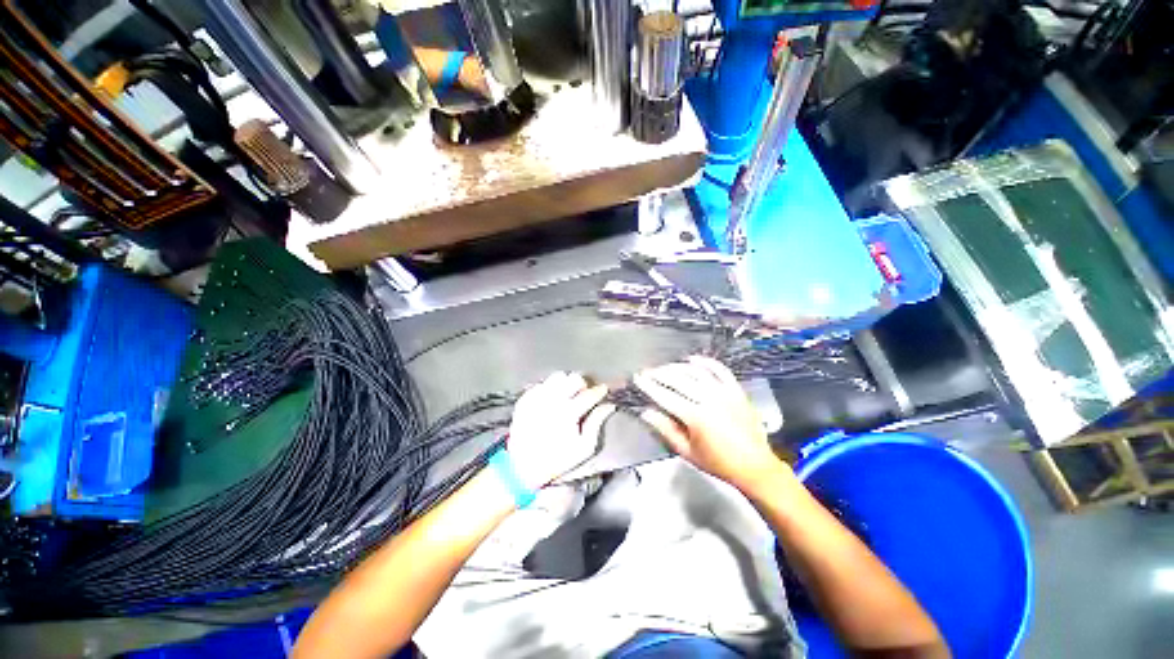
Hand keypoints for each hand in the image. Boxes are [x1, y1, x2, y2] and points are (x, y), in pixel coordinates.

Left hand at [508, 372, 613, 489]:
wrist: (523, 467)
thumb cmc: (558, 459)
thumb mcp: (584, 448)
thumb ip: (597, 423)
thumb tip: (609, 406)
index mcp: (568, 413)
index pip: (589, 394)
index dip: (599, 390)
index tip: (603, 390)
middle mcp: (552, 401)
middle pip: (573, 379)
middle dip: (582, 385)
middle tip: (582, 395)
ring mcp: (537, 398)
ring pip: (557, 377)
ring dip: (565, 383)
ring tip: (566, 396)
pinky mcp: (525, 399)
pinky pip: (542, 384)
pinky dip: (549, 389)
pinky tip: (550, 401)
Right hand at [634, 356, 789, 492]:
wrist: (755, 466)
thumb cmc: (718, 463)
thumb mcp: (687, 452)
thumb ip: (666, 430)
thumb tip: (646, 413)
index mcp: (696, 417)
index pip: (665, 396)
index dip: (649, 386)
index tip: (638, 378)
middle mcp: (709, 400)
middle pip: (678, 379)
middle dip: (659, 373)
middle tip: (648, 372)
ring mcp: (725, 393)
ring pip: (696, 371)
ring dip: (678, 367)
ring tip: (666, 367)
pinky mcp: (736, 390)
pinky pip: (720, 370)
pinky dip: (706, 362)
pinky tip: (693, 359)